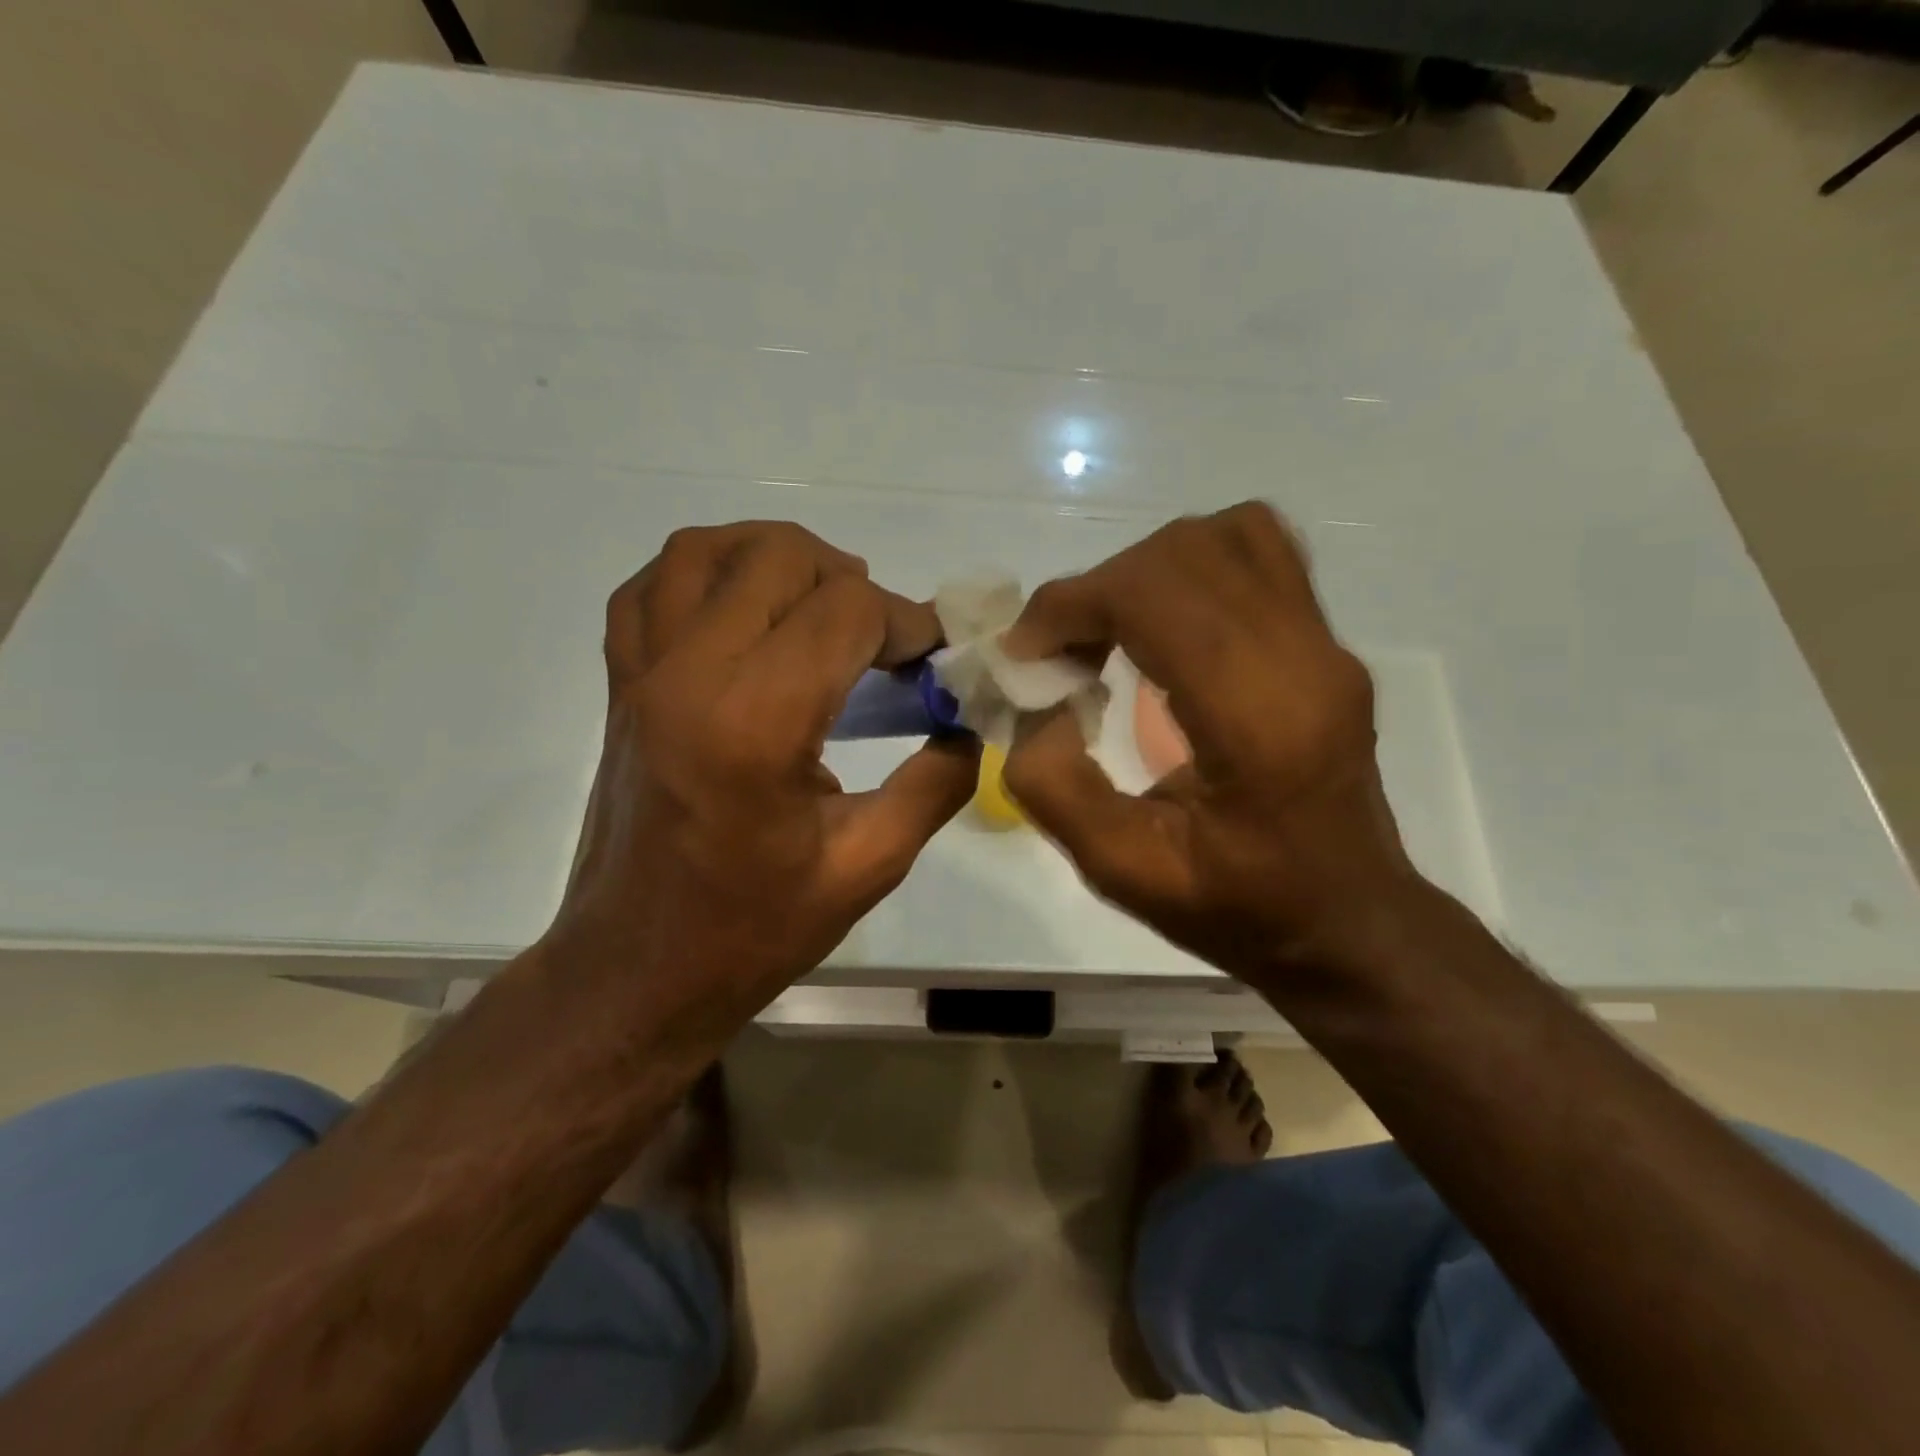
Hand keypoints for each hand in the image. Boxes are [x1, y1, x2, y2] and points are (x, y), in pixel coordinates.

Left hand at [549, 522, 979, 1038]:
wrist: (637, 970)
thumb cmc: (754, 928)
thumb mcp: (869, 866)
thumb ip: (935, 783)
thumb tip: (968, 721)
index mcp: (757, 722)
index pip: (846, 611)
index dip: (907, 620)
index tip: (933, 658)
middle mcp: (691, 674)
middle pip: (780, 559)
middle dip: (851, 582)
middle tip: (884, 641)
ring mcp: (643, 673)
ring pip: (705, 551)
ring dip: (776, 558)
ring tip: (819, 604)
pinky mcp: (620, 685)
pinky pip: (648, 588)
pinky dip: (701, 574)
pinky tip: (740, 611)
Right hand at [1002, 503, 1416, 976]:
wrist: (1347, 922)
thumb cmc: (1239, 907)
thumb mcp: (1122, 871)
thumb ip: (1054, 786)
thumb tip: (1037, 704)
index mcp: (1255, 718)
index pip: (1154, 596)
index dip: (1071, 605)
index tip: (1025, 654)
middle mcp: (1302, 658)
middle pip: (1183, 554)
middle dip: (1097, 589)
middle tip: (1060, 653)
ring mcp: (1325, 643)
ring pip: (1226, 535)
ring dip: (1144, 570)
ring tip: (1110, 631)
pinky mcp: (1327, 642)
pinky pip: (1259, 553)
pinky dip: (1191, 566)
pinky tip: (1164, 625)